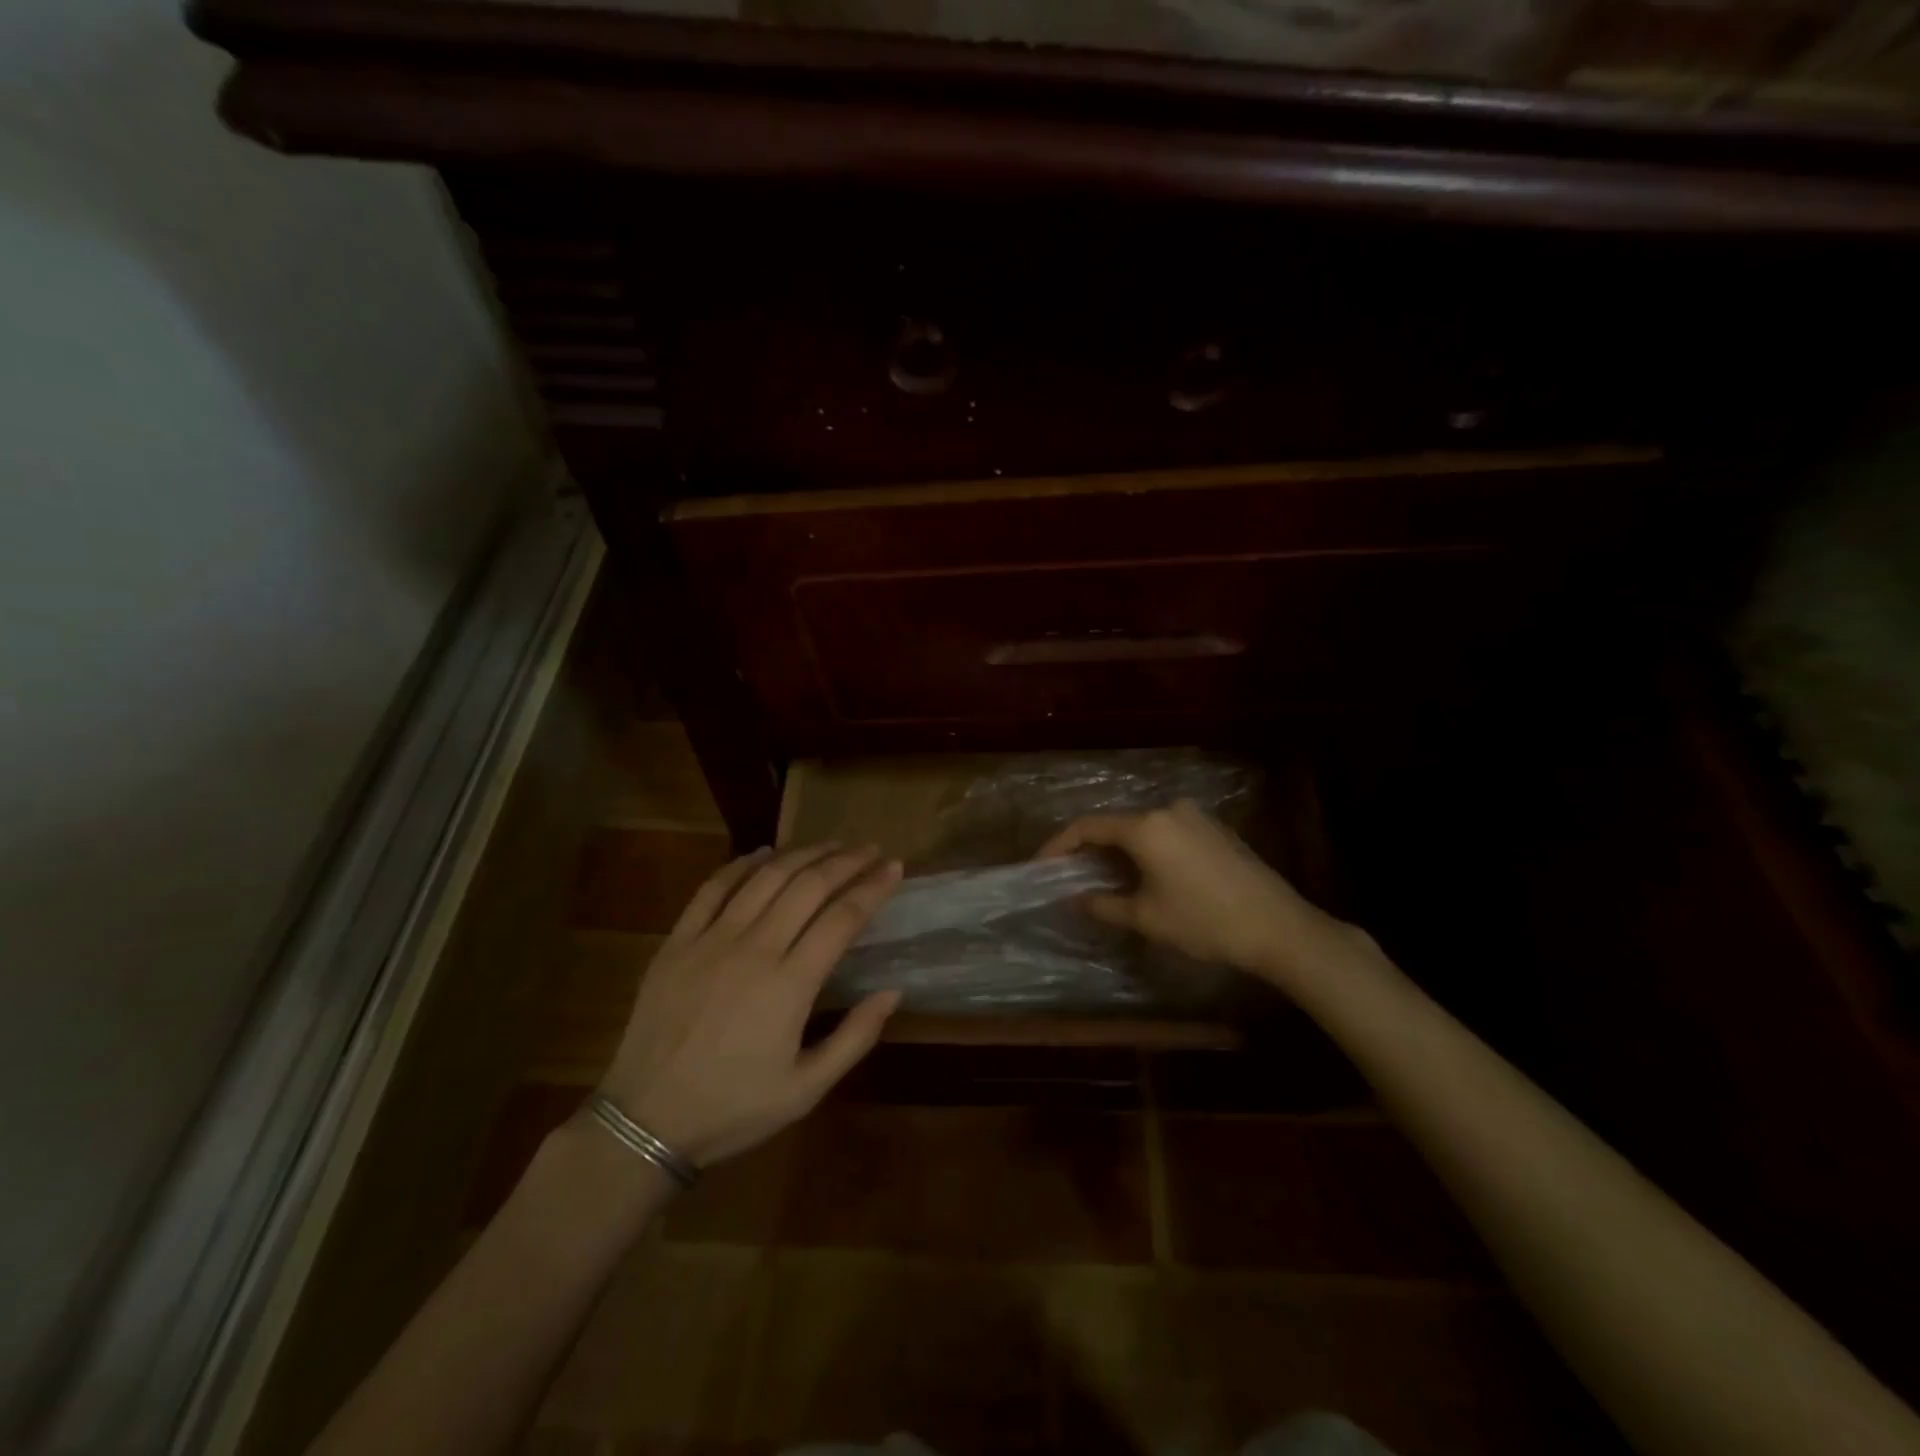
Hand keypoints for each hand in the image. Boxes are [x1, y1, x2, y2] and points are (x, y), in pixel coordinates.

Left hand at [599, 842, 902, 1167]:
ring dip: (803, 854)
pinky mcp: (677, 941)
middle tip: (870, 849)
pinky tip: (764, 853)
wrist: (645, 1121)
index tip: (895, 867)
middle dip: (846, 861)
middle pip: (808, 886)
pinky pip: (713, 888)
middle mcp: (754, 949)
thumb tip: (893, 991)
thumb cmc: (733, 1108)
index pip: (842, 918)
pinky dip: (742, 864)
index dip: (873, 887)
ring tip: (830, 845)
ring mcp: (711, 940)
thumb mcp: (806, 1089)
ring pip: (765, 877)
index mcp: (790, 985)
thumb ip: (855, 1037)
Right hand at [1039, 799, 1362, 991]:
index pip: (1088, 827)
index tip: (1041, 865)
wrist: (1279, 927)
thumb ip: (1103, 904)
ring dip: (1120, 850)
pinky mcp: (1215, 828)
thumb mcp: (1147, 918)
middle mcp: (1168, 810)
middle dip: (1089, 849)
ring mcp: (1195, 816)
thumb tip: (1074, 899)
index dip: (1059, 845)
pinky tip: (1147, 874)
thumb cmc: (1204, 922)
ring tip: (1106, 878)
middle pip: (1116, 824)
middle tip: (1071, 874)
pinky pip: (1167, 832)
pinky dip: (1148, 849)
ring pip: (1143, 828)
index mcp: (1146, 827)